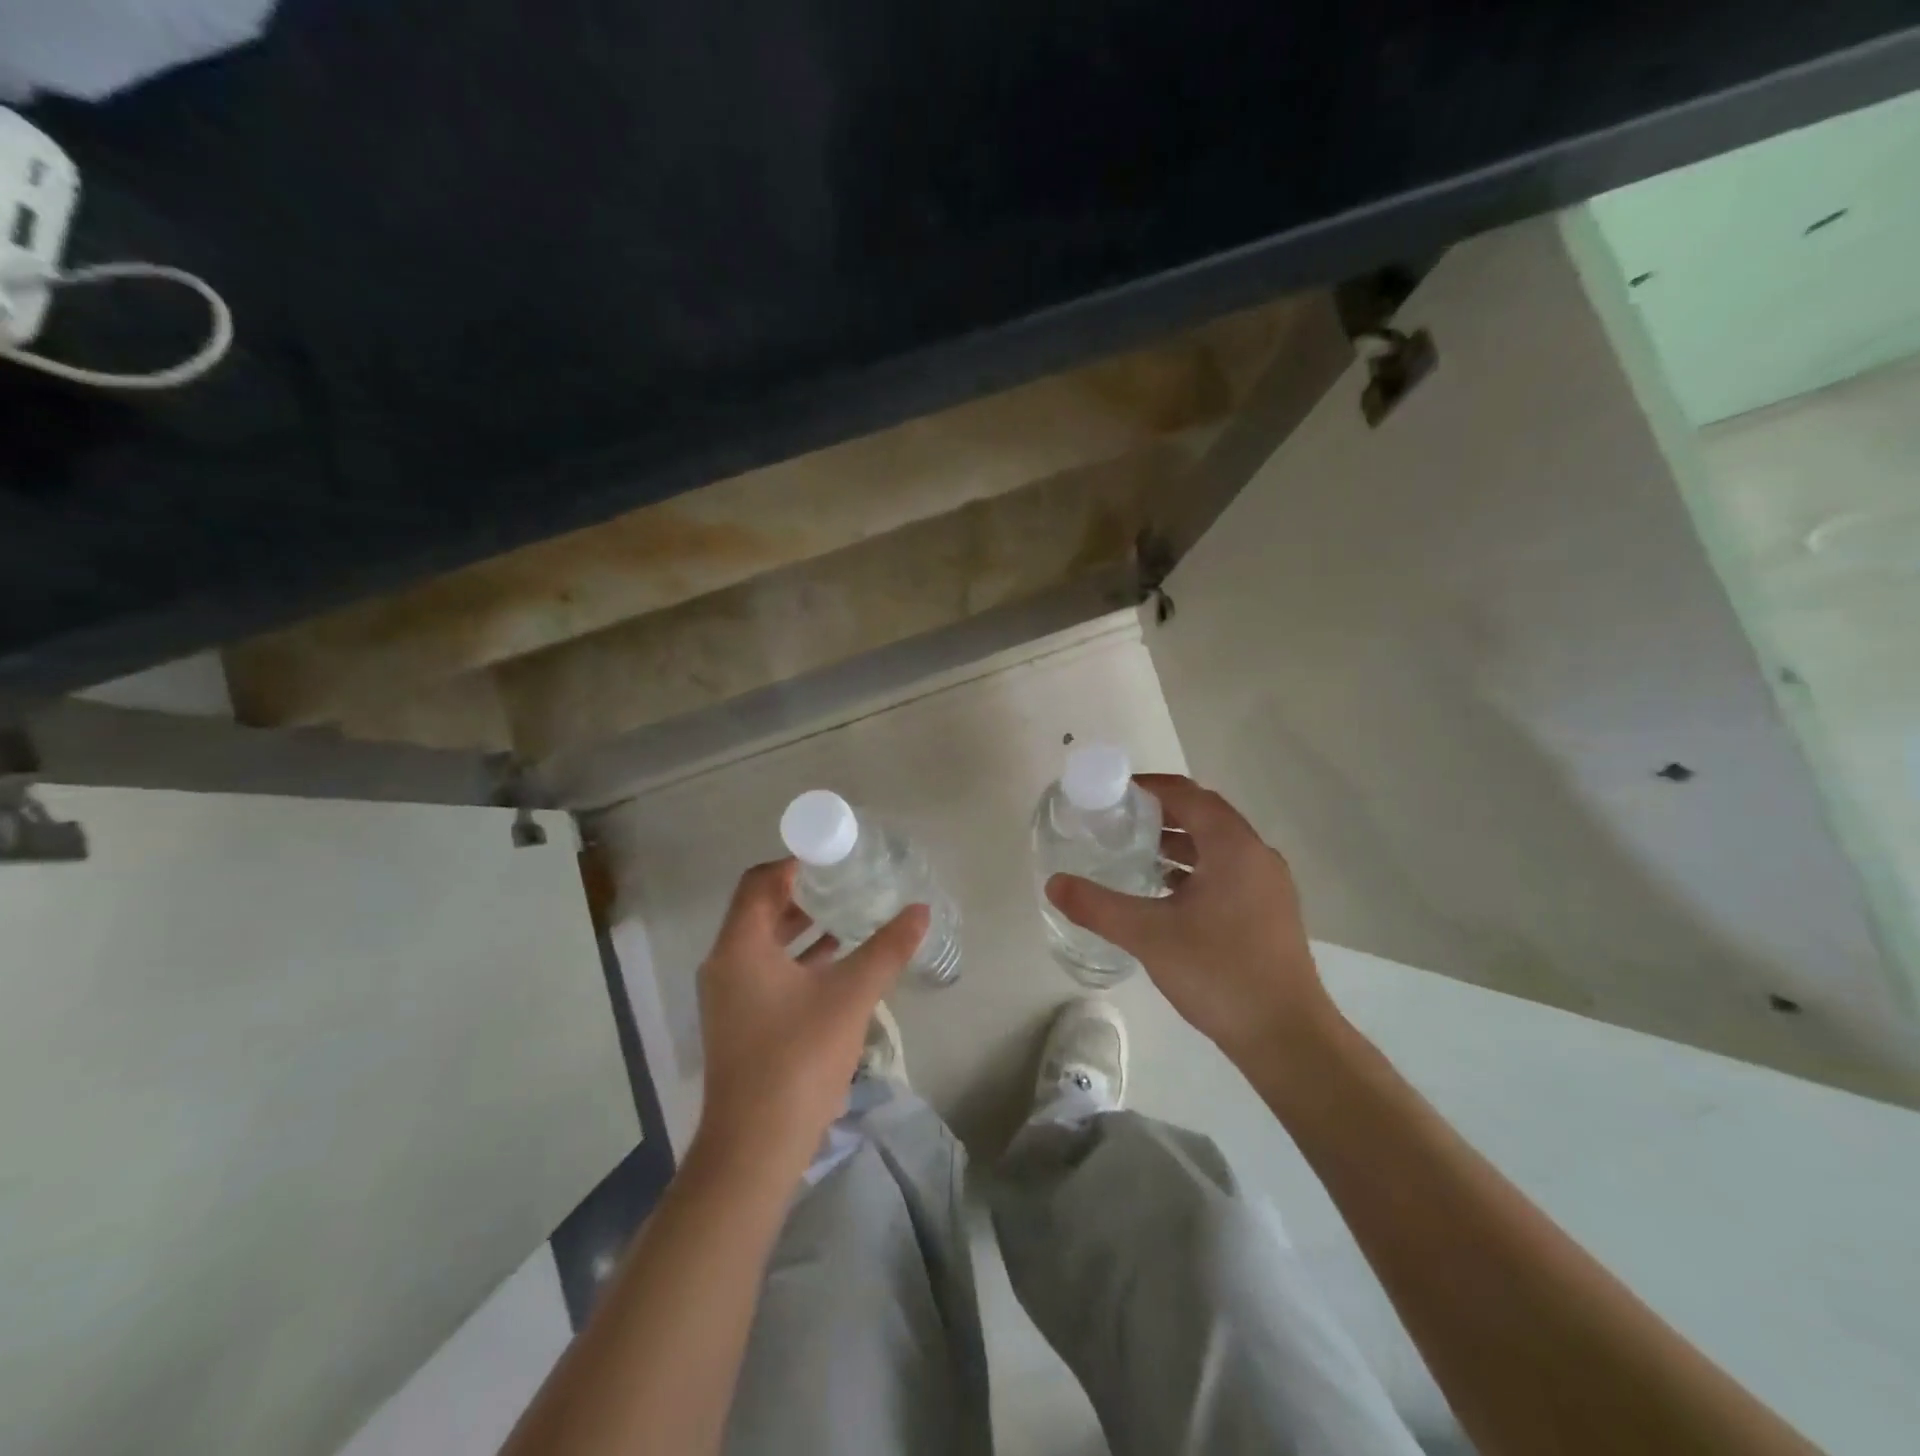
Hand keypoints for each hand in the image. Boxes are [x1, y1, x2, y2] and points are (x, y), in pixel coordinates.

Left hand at [694, 859, 927, 1177]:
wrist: (756, 1147)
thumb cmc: (798, 1058)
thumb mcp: (851, 996)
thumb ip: (887, 948)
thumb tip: (920, 910)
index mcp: (740, 946)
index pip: (760, 881)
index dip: (796, 862)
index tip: (835, 855)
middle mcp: (726, 963)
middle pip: (761, 908)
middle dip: (804, 891)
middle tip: (848, 879)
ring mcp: (730, 995)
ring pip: (766, 941)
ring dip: (804, 925)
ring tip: (850, 912)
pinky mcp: (741, 1020)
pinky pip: (768, 969)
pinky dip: (799, 957)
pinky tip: (839, 960)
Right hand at [1046, 774, 1337, 1066]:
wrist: (1287, 1037)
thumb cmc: (1219, 973)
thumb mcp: (1149, 936)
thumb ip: (1098, 906)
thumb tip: (1054, 883)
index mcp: (1233, 847)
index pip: (1189, 796)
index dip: (1151, 788)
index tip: (1113, 793)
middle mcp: (1256, 856)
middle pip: (1204, 816)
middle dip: (1161, 813)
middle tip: (1117, 820)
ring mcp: (1268, 886)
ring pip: (1217, 847)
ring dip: (1178, 842)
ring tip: (1134, 852)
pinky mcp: (1269, 912)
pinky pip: (1226, 872)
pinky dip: (1194, 869)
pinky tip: (1165, 893)